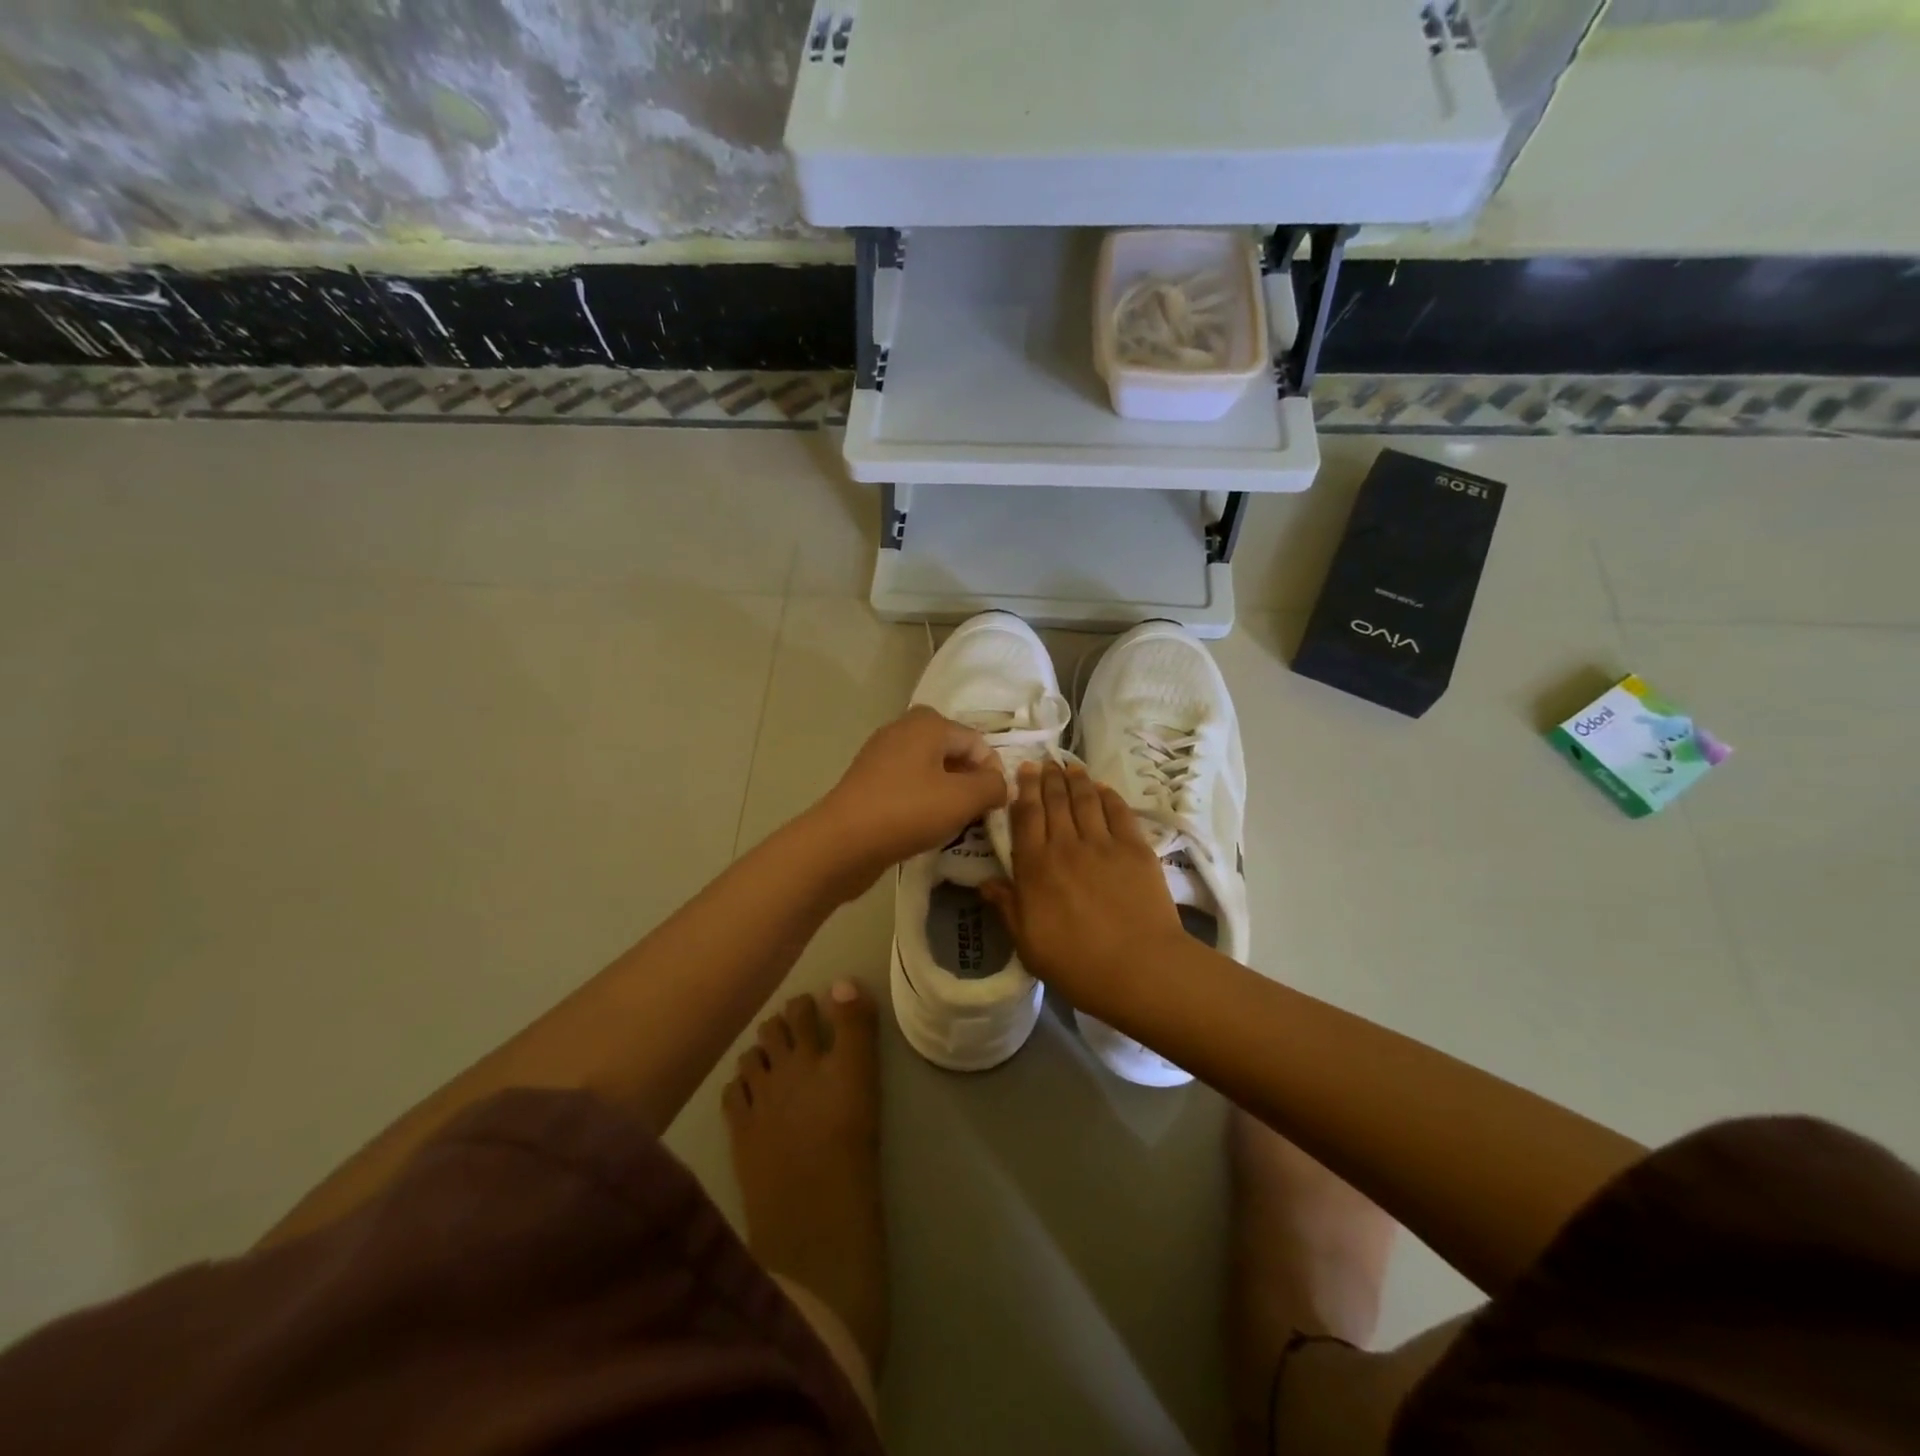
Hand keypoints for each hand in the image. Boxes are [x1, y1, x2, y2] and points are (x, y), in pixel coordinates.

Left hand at [808, 706, 1008, 896]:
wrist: (842, 842)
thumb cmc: (907, 812)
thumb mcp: (963, 799)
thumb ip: (992, 786)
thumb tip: (1001, 785)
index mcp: (929, 723)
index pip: (978, 742)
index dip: (993, 773)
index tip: (995, 806)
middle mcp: (903, 728)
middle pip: (952, 751)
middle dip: (969, 780)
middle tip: (976, 812)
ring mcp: (881, 753)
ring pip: (929, 768)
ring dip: (947, 792)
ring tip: (953, 822)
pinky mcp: (868, 779)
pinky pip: (908, 783)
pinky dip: (922, 800)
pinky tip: (924, 825)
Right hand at [979, 760, 1186, 1019]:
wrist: (1139, 968)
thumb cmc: (1077, 965)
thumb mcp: (1028, 944)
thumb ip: (1007, 908)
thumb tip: (985, 883)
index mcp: (1035, 867)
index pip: (1025, 817)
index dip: (1023, 791)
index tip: (1022, 772)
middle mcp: (1065, 845)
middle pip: (1054, 801)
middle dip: (1047, 778)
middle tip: (1044, 762)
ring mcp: (1103, 844)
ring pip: (1085, 800)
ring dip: (1076, 780)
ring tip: (1070, 767)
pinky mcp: (1135, 848)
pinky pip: (1119, 812)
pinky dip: (1108, 795)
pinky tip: (1102, 788)